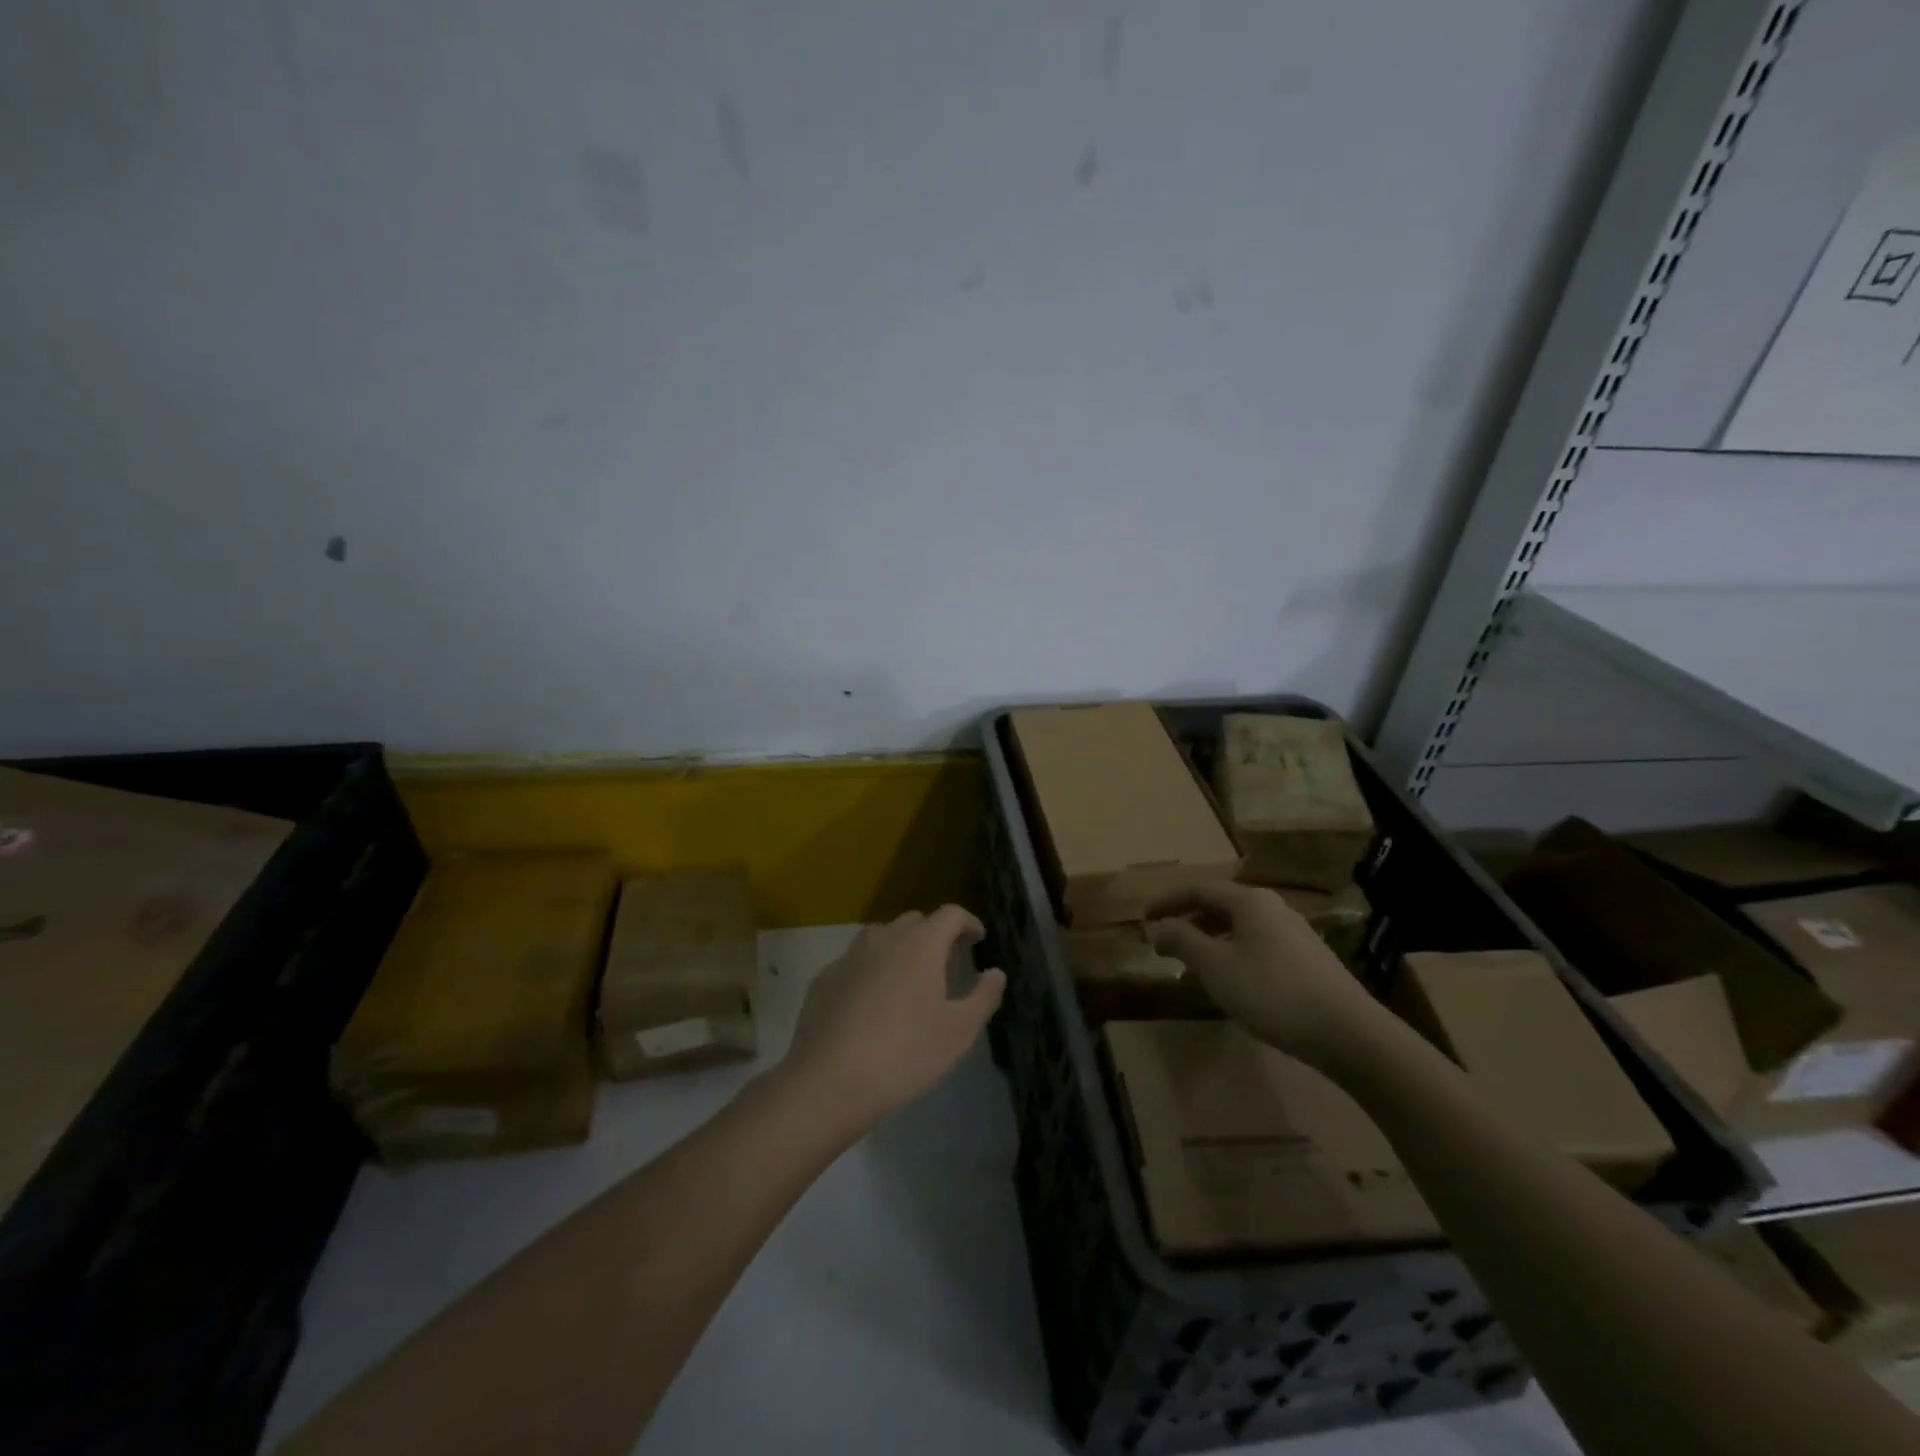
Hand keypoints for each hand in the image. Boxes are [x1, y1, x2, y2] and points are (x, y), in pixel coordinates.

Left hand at [783, 906, 1005, 1130]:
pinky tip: (870, 1001)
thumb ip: (983, 997)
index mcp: (921, 944)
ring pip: (881, 937)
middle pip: (915, 921)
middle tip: (945, 962)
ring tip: (907, 978)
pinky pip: (855, 962)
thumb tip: (996, 972)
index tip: (978, 939)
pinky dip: (870, 970)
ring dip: (899, 948)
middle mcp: (884, 938)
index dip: (968, 922)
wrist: (829, 1080)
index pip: (951, 914)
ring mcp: (849, 956)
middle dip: (934, 934)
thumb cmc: (904, 1054)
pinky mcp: (824, 978)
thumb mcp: (958, 1032)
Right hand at [1147, 882, 1387, 1066]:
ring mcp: (1295, 933)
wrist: (1347, 1033)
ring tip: (1193, 963)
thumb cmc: (1271, 992)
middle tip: (1164, 943)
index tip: (1144, 918)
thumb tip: (1157, 926)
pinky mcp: (1309, 959)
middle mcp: (1273, 907)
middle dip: (1189, 921)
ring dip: (1211, 939)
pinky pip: (1258, 944)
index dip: (1167, 902)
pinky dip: (1234, 952)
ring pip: (1241, 926)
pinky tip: (1231, 980)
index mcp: (1249, 901)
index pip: (1198, 889)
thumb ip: (1182, 940)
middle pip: (1221, 905)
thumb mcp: (1215, 966)